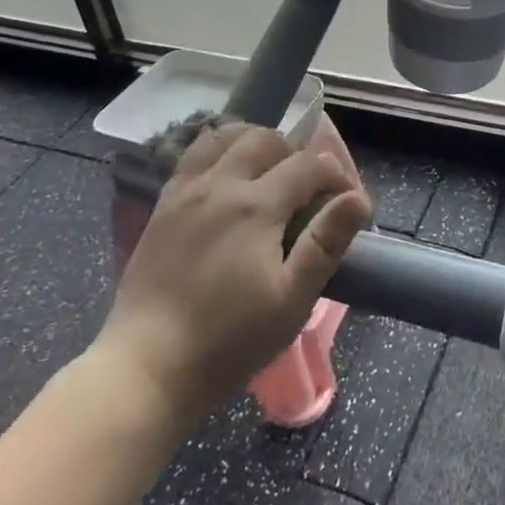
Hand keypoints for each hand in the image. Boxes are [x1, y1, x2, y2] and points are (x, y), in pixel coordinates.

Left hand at [90, 123, 370, 432]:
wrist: (147, 367)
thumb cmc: (229, 341)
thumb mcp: (291, 300)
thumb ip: (325, 243)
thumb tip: (357, 198)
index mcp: (257, 207)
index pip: (309, 165)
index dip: (336, 176)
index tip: (347, 202)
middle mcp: (221, 184)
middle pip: (266, 139)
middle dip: (295, 154)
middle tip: (305, 190)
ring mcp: (187, 191)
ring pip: (225, 137)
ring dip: (254, 143)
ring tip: (266, 174)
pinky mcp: (163, 204)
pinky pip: (193, 154)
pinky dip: (218, 151)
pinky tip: (226, 178)